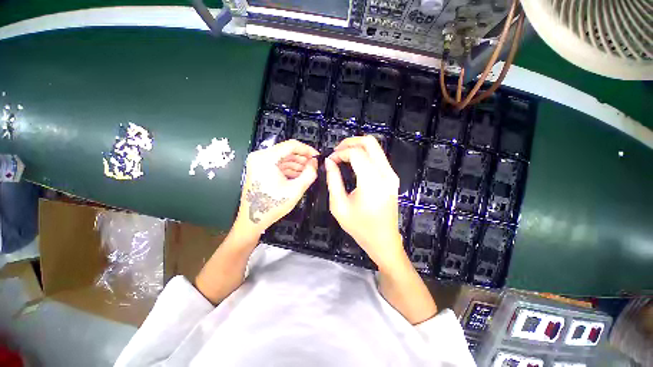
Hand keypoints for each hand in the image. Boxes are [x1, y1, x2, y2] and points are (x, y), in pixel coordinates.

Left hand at [237, 140, 318, 232]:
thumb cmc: (273, 205)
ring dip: (297, 164)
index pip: (291, 145)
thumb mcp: (296, 189)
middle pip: (287, 151)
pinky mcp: (260, 168)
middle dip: (302, 158)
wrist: (253, 219)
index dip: (307, 150)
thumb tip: (315, 162)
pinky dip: (289, 168)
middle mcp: (260, 155)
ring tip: (308, 173)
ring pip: (283, 157)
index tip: (317, 157)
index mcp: (267, 158)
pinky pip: (278, 164)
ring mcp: (258, 162)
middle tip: (314, 166)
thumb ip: (309, 173)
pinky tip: (298, 176)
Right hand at [325, 135, 404, 269]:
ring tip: (342, 156)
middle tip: (337, 152)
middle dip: (350, 142)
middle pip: (369, 142)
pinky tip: (353, 163)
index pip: (356, 153)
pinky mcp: (392, 178)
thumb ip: (333, 180)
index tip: (330, 160)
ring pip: (375, 147)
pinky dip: (364, 154)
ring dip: (357, 147)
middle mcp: (386, 174)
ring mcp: (392, 175)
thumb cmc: (360, 227)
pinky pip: (378, 157)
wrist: (383, 241)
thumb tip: (329, 161)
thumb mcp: (339, 206)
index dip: (340, 152)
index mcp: (372, 182)